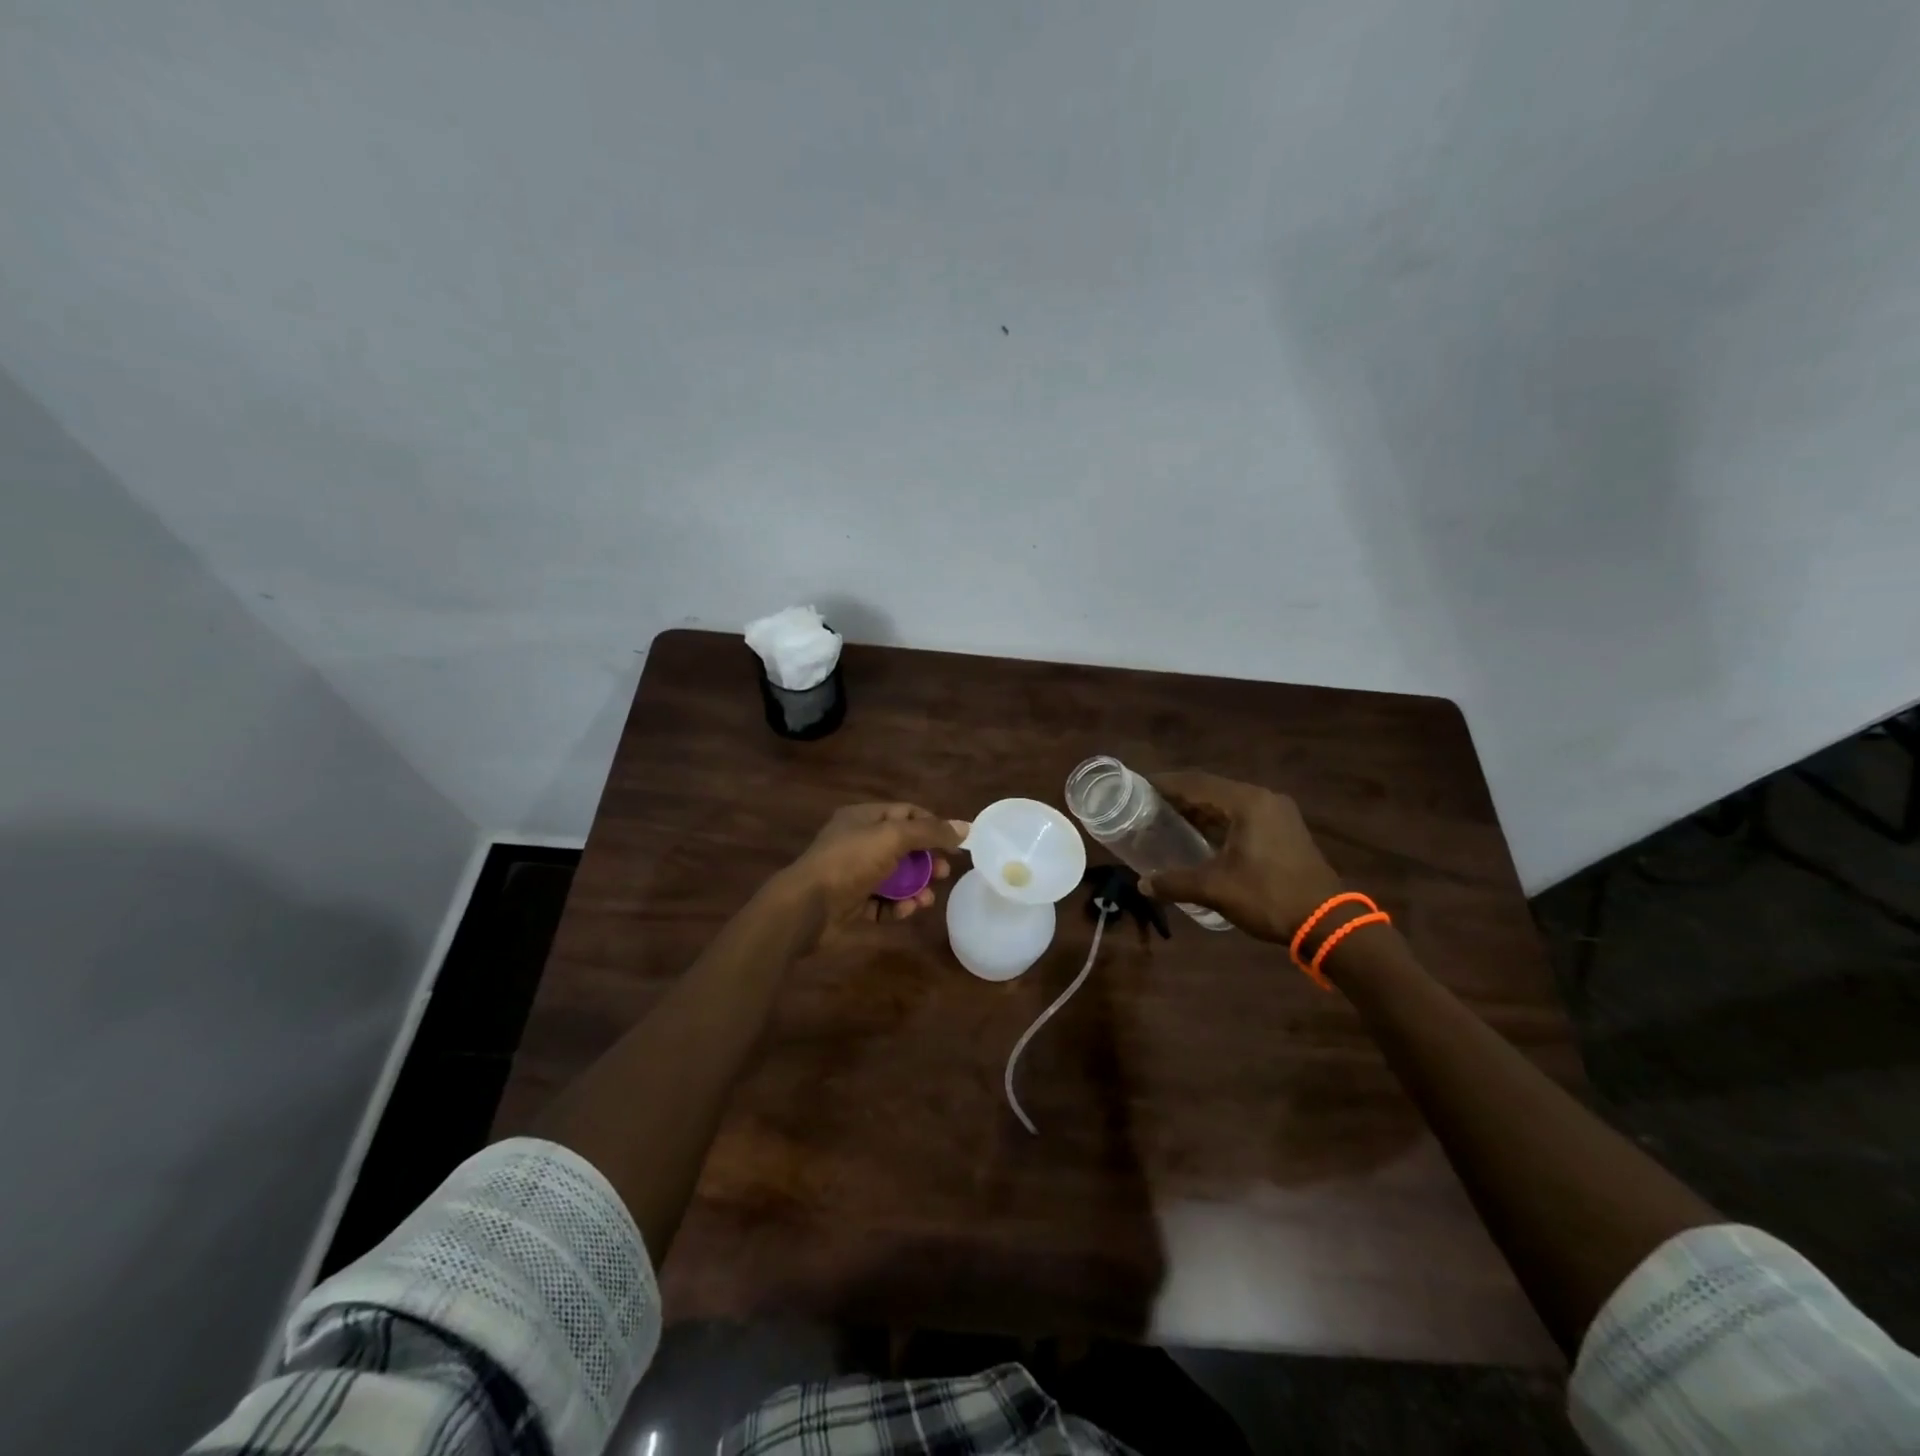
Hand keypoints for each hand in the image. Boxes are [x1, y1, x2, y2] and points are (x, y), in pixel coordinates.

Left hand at [771, 802, 967, 950]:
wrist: (807, 907)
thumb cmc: (850, 862)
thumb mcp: (893, 838)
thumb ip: (930, 832)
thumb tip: (965, 827)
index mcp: (863, 817)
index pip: (906, 813)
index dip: (932, 825)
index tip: (955, 842)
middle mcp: (858, 842)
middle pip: (903, 847)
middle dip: (927, 860)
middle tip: (944, 874)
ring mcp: (854, 873)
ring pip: (895, 877)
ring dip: (916, 887)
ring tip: (927, 900)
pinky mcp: (852, 903)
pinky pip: (882, 901)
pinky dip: (897, 906)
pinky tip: (906, 911)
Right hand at [1138, 771, 1343, 943]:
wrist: (1327, 922)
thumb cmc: (1269, 896)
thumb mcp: (1216, 889)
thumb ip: (1175, 882)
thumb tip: (1143, 885)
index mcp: (1247, 802)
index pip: (1196, 783)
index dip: (1165, 783)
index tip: (1138, 786)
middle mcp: (1263, 799)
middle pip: (1211, 789)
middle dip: (1179, 797)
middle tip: (1147, 805)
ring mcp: (1277, 813)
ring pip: (1227, 803)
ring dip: (1199, 810)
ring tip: (1166, 819)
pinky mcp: (1284, 830)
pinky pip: (1242, 816)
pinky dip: (1218, 821)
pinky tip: (1199, 835)